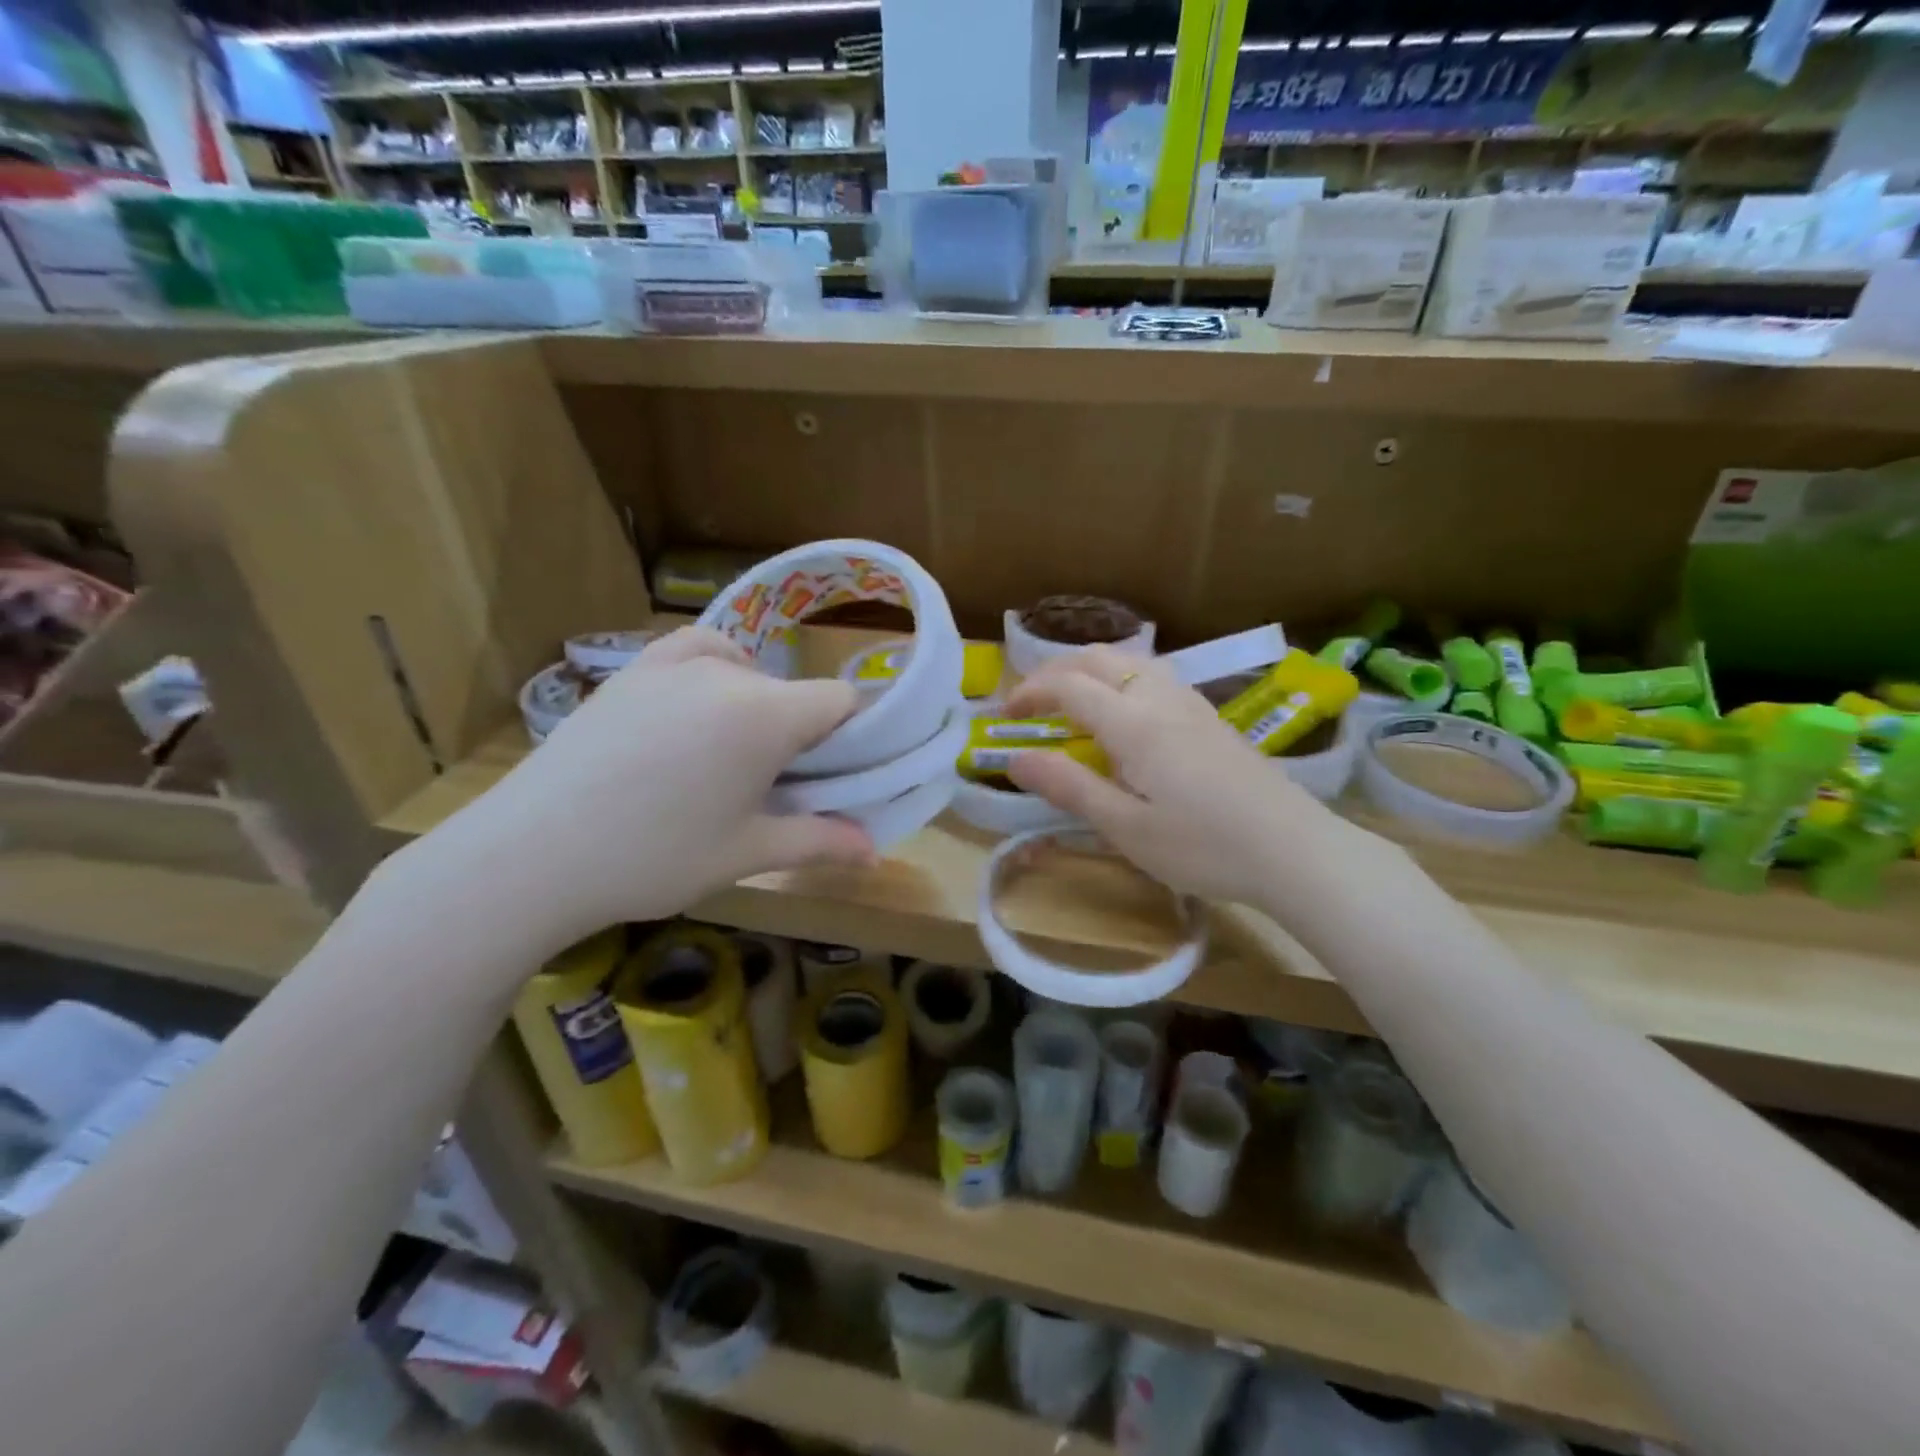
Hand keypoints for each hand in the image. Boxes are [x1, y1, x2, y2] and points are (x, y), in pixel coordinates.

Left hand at [422, 628, 874, 949]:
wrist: (531, 855)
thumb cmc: (655, 858)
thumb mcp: (747, 853)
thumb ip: (819, 842)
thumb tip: (874, 849)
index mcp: (766, 715)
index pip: (841, 699)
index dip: (853, 734)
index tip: (839, 772)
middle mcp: (727, 674)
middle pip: (793, 690)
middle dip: (801, 730)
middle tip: (778, 784)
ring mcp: (672, 663)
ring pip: (747, 671)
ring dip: (758, 704)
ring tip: (732, 752)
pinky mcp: (632, 670)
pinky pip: (694, 651)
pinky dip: (714, 670)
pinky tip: (698, 706)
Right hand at [1003, 647, 1344, 908]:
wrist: (1294, 850)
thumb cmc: (1203, 846)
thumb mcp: (1126, 827)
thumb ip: (1069, 787)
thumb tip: (1015, 759)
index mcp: (1135, 723)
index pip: (1070, 686)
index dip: (1031, 693)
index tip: (1005, 715)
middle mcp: (1162, 699)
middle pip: (1101, 659)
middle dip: (1057, 671)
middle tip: (1033, 702)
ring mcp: (1192, 705)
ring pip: (1133, 662)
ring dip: (1092, 670)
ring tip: (1073, 702)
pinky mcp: (1211, 719)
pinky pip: (1156, 677)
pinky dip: (1122, 680)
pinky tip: (1126, 715)